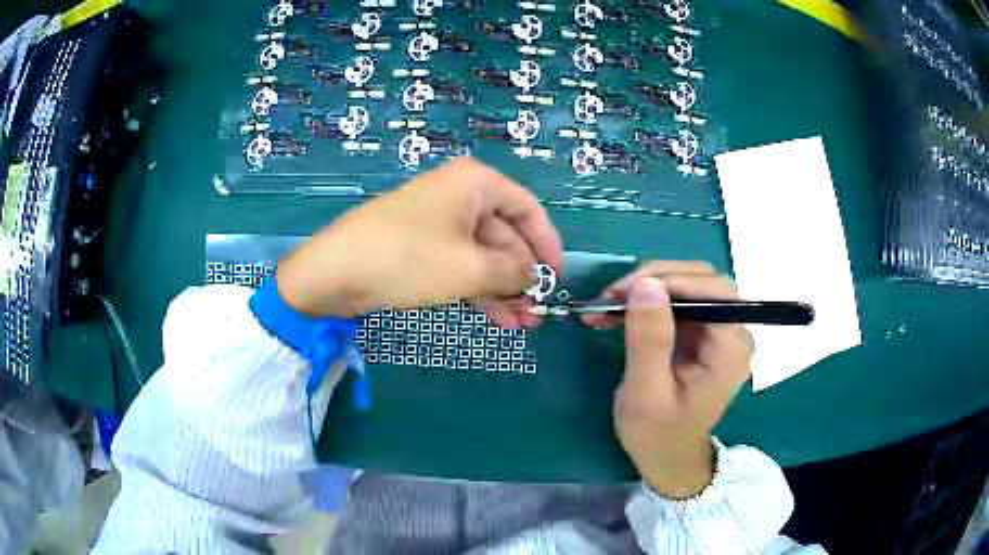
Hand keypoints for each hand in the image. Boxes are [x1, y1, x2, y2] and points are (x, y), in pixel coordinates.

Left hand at [276, 158, 562, 326]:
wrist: (333, 272)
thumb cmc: (408, 259)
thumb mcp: (471, 268)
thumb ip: (513, 271)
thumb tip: (532, 276)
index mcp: (475, 183)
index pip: (528, 209)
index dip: (548, 244)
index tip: (558, 278)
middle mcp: (458, 194)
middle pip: (505, 235)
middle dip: (523, 276)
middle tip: (538, 312)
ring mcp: (436, 221)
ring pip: (482, 255)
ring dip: (503, 289)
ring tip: (523, 325)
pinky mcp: (419, 246)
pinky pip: (459, 264)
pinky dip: (478, 289)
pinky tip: (496, 318)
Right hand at [584, 262, 751, 498]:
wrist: (669, 459)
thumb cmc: (659, 435)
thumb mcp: (646, 394)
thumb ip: (649, 340)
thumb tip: (646, 283)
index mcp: (731, 349)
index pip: (714, 292)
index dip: (672, 280)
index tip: (625, 290)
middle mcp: (733, 332)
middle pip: (703, 281)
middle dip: (657, 280)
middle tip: (611, 296)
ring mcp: (719, 331)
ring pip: (689, 286)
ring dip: (649, 288)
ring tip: (609, 303)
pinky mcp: (703, 333)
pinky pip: (679, 302)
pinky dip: (649, 301)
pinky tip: (621, 311)